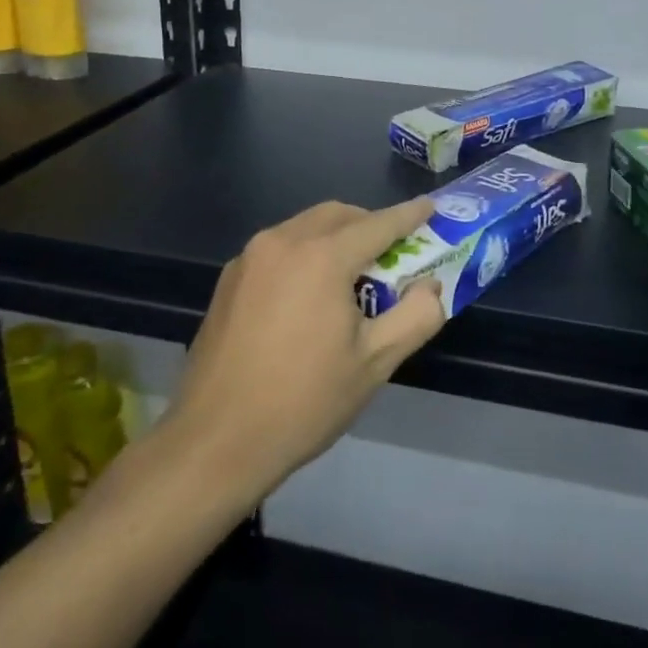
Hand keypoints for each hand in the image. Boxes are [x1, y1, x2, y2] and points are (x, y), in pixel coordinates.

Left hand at [163, 198, 447, 500]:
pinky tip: (310, 293)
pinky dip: (305, 254)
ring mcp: (249, 258)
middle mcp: (282, 242)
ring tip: (353, 276)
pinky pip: (278, 249)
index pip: (378, 224)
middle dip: (369, 224)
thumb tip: (431, 287)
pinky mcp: (229, 280)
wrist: (216, 441)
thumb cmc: (304, 400)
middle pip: (337, 216)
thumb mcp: (374, 362)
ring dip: (335, 238)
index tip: (430, 207)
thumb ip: (416, 316)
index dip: (408, 215)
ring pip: (304, 228)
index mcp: (321, 257)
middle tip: (394, 251)